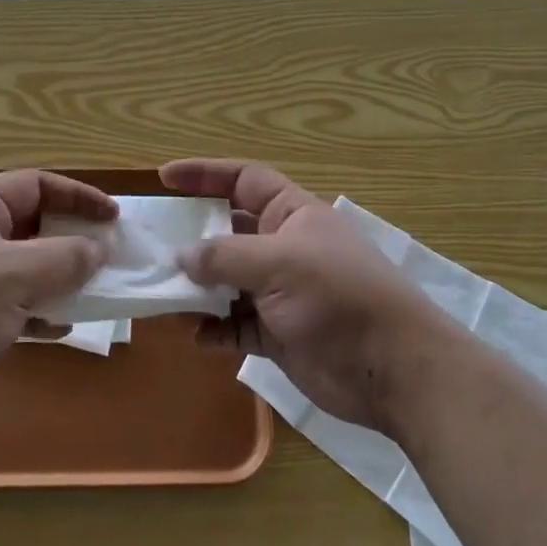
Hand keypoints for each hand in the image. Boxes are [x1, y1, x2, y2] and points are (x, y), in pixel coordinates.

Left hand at [0, 170, 114, 426]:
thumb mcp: (13, 275)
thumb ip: (63, 257)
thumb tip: (99, 248)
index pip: (35, 185)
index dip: (77, 196)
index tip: (114, 218)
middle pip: (32, 225)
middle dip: (72, 239)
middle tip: (110, 255)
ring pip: (26, 267)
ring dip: (61, 277)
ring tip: (96, 290)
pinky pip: (15, 304)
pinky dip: (41, 310)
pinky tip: (64, 326)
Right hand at [160, 158, 449, 435]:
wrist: (393, 370)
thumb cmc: (338, 297)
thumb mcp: (279, 264)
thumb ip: (224, 257)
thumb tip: (180, 257)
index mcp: (292, 215)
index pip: (243, 180)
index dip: (205, 174)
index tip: (164, 177)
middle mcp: (284, 248)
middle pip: (229, 233)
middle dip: (193, 239)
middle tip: (153, 245)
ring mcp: (281, 293)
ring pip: (227, 282)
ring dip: (198, 289)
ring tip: (163, 295)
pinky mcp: (279, 335)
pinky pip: (236, 326)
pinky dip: (215, 329)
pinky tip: (197, 336)